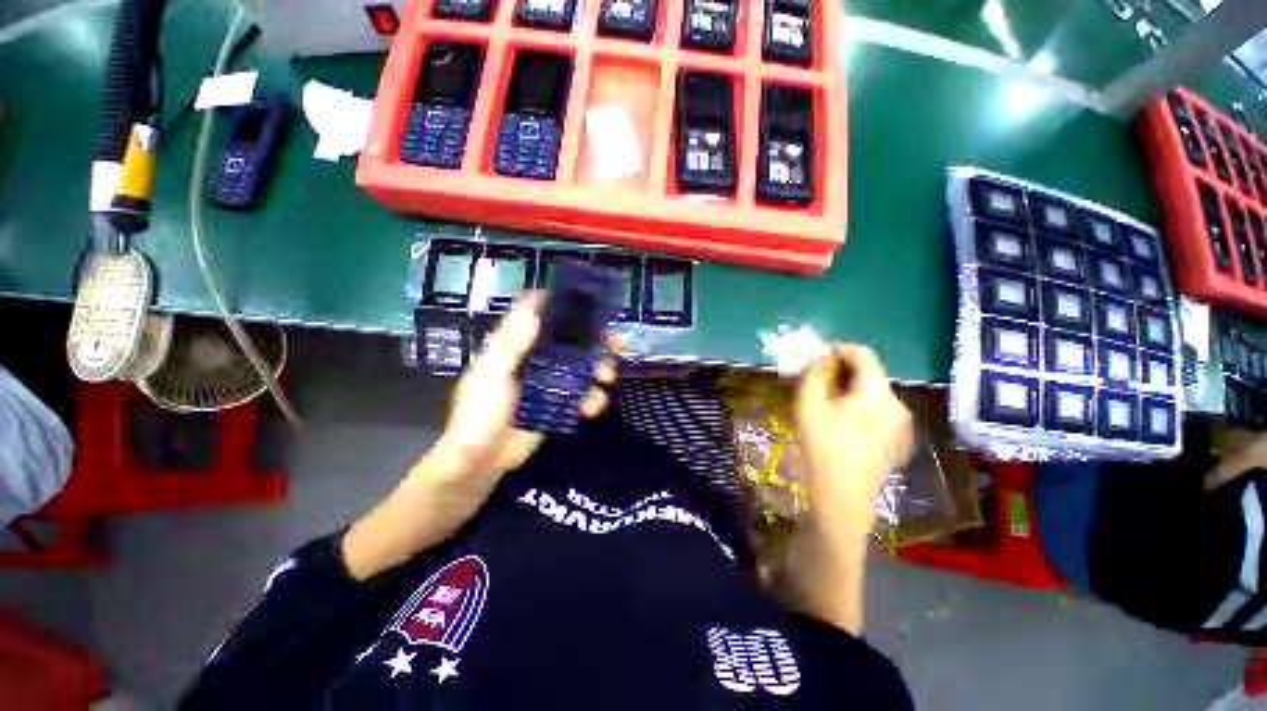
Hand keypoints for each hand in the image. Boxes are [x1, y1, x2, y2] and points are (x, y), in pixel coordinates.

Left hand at [343, 292, 614, 579]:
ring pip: (582, 367)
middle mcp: (534, 360)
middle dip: (594, 340)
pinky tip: (591, 408)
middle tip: (614, 343)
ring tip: (606, 380)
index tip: (589, 303)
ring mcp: (548, 384)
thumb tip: (537, 300)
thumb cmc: (478, 415)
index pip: (541, 316)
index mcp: (514, 346)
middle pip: (570, 341)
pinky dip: (592, 398)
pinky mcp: (558, 406)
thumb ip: (513, 340)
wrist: (480, 465)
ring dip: (599, 371)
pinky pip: (582, 395)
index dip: (564, 306)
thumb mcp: (493, 373)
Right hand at [793, 343, 911, 525]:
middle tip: (816, 382)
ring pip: (873, 392)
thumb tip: (821, 355)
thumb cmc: (822, 447)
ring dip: (848, 388)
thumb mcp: (809, 405)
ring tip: (824, 403)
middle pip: (870, 373)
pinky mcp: (897, 438)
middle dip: (842, 371)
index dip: (838, 350)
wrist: (842, 498)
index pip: (863, 354)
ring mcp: (901, 424)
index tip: (816, 358)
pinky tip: (840, 422)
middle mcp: (896, 404)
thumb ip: (814, 373)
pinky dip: (858, 404)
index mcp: (877, 393)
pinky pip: (877, 409)